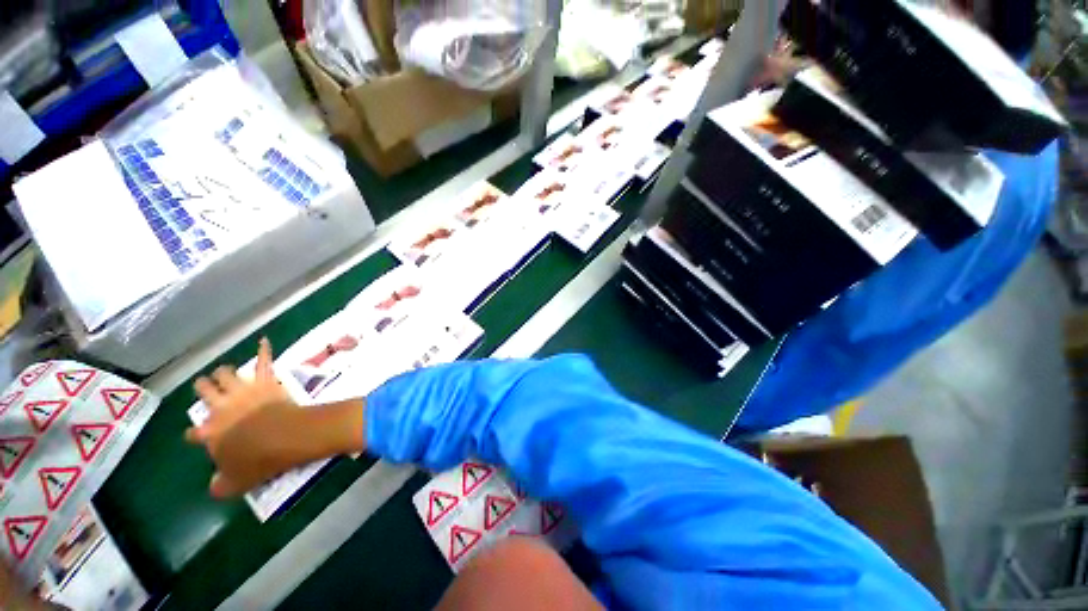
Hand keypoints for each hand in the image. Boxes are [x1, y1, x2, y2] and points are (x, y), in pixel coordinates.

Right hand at [186, 338, 365, 497]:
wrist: (286, 436)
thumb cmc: (259, 461)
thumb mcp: (235, 482)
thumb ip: (221, 485)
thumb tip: (214, 488)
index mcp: (211, 432)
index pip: (194, 433)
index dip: (194, 435)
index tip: (195, 435)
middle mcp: (221, 407)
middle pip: (205, 391)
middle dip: (204, 388)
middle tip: (204, 387)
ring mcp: (244, 391)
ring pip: (227, 374)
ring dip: (225, 373)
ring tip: (223, 372)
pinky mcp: (266, 382)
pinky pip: (264, 361)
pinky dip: (264, 351)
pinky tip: (264, 340)